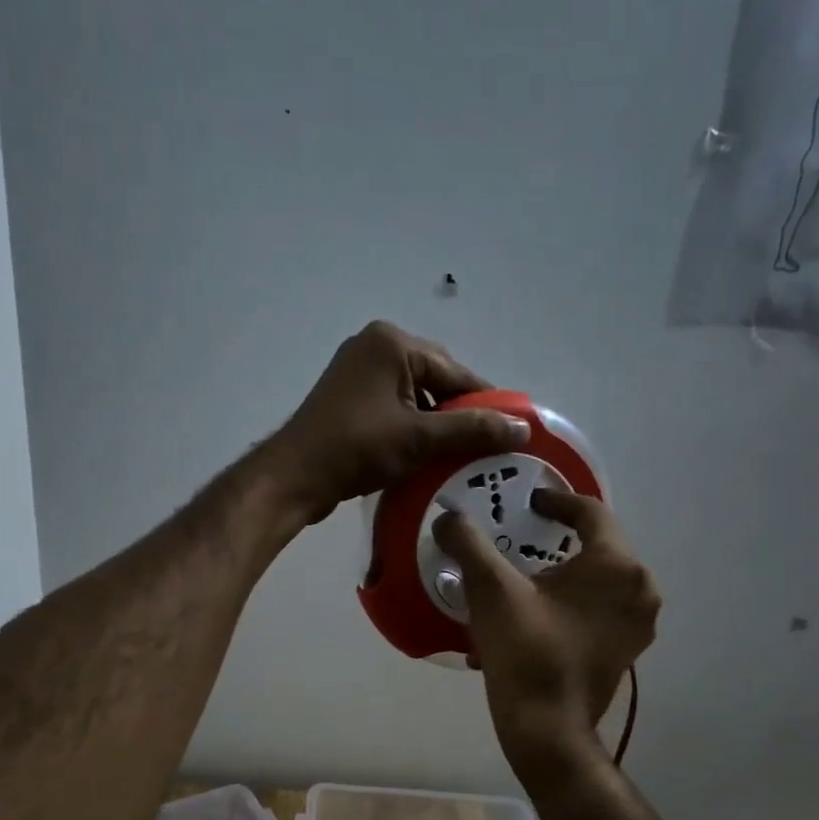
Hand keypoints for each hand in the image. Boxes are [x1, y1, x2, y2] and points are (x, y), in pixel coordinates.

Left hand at [264, 321, 532, 523]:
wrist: (295, 476)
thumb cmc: (357, 448)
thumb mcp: (420, 439)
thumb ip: (472, 429)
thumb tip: (523, 429)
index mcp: (393, 342)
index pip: (456, 372)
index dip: (486, 403)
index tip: (512, 432)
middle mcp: (375, 346)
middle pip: (437, 380)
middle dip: (459, 414)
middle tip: (483, 449)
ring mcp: (358, 371)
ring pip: (416, 396)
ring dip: (436, 424)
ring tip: (457, 456)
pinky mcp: (349, 397)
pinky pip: (394, 406)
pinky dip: (412, 427)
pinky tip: (425, 454)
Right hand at [434, 489, 659, 761]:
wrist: (547, 729)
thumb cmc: (526, 651)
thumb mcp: (490, 589)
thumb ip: (468, 543)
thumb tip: (448, 517)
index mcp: (617, 566)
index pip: (591, 513)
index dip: (557, 501)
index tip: (530, 502)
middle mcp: (640, 590)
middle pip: (597, 547)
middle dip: (556, 541)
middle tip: (522, 538)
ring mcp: (636, 625)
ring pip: (595, 583)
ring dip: (560, 576)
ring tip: (521, 580)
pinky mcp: (625, 651)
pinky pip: (595, 612)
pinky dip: (566, 606)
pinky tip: (529, 619)